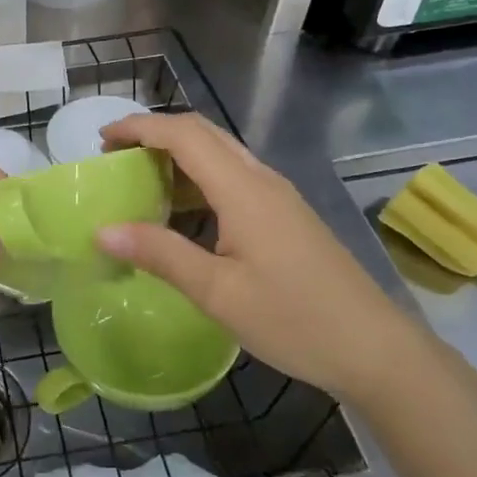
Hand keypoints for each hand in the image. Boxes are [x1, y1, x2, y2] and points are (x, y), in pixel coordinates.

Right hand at [96, 112, 429, 406]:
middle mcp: (261, 179)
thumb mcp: (218, 292)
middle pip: (203, 133)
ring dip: (178, 154)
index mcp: (243, 190)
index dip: (139, 127)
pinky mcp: (286, 215)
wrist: (374, 348)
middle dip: (155, 133)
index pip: (183, 135)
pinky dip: (199, 177)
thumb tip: (103, 230)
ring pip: (221, 153)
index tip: (101, 140)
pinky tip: (184, 211)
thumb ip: (160, 254)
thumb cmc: (294, 320)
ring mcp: (278, 196)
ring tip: (141, 180)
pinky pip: (234, 176)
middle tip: (116, 156)